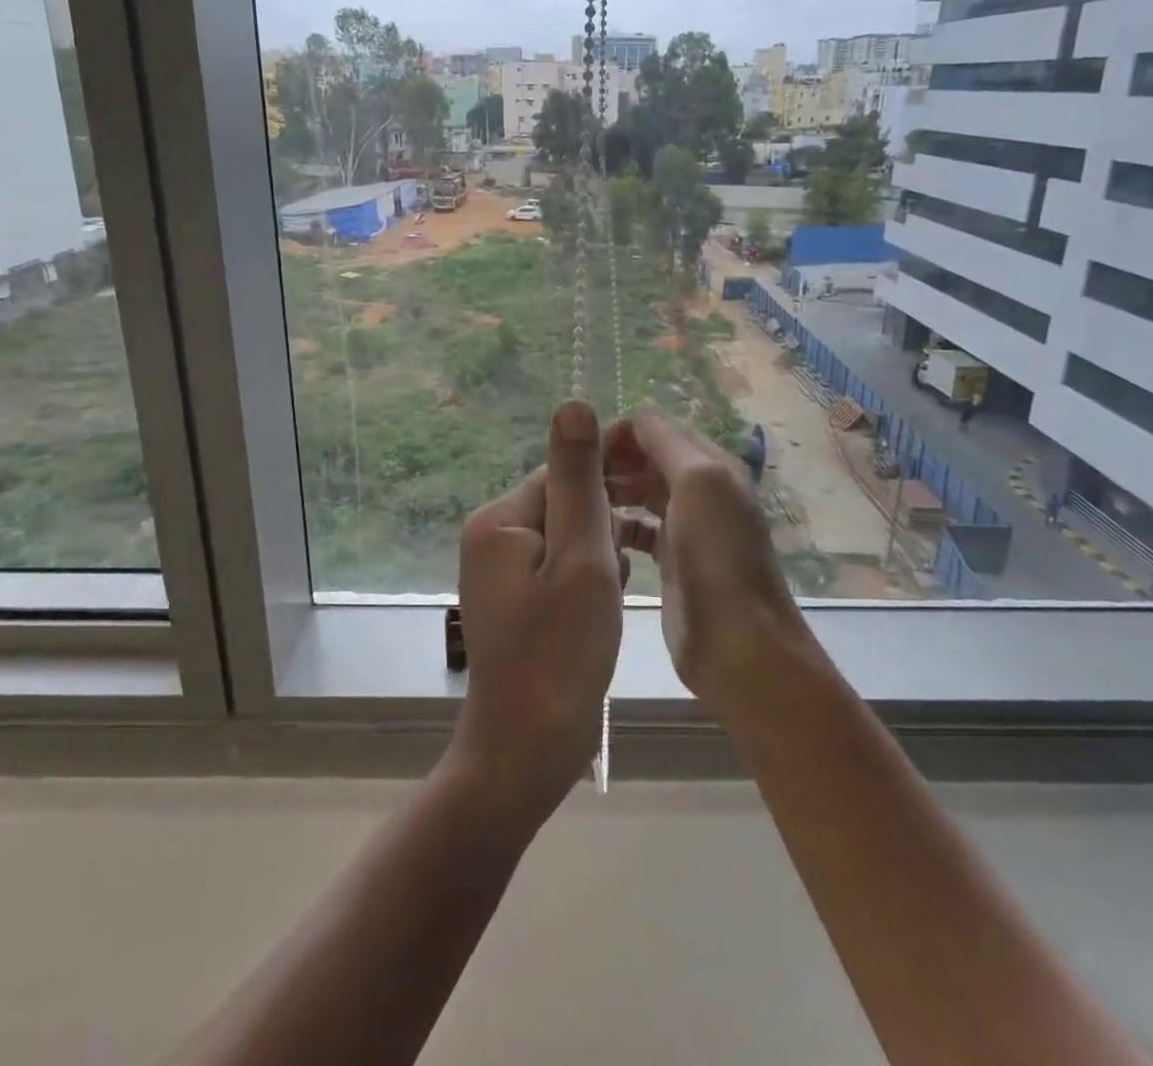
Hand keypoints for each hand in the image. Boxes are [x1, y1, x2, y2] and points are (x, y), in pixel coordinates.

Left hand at [450, 399, 623, 824]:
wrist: (527, 750)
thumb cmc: (560, 652)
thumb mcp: (581, 557)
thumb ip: (579, 480)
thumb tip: (573, 402)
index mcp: (500, 519)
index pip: (562, 470)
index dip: (611, 469)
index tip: (659, 476)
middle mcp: (493, 536)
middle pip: (564, 500)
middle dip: (608, 514)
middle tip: (655, 535)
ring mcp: (502, 571)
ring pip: (568, 534)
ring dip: (604, 546)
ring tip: (627, 579)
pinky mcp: (519, 600)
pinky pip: (562, 565)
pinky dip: (592, 572)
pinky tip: (616, 593)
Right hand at [603, 407, 813, 714]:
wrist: (739, 645)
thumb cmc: (718, 556)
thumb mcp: (699, 481)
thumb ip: (666, 442)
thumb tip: (634, 419)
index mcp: (711, 466)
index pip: (657, 429)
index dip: (620, 434)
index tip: (584, 454)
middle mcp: (701, 491)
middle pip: (647, 458)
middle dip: (612, 460)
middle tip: (575, 480)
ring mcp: (687, 528)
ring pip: (641, 492)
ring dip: (612, 489)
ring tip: (579, 502)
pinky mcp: (672, 562)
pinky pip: (639, 529)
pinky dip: (618, 523)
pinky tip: (596, 531)